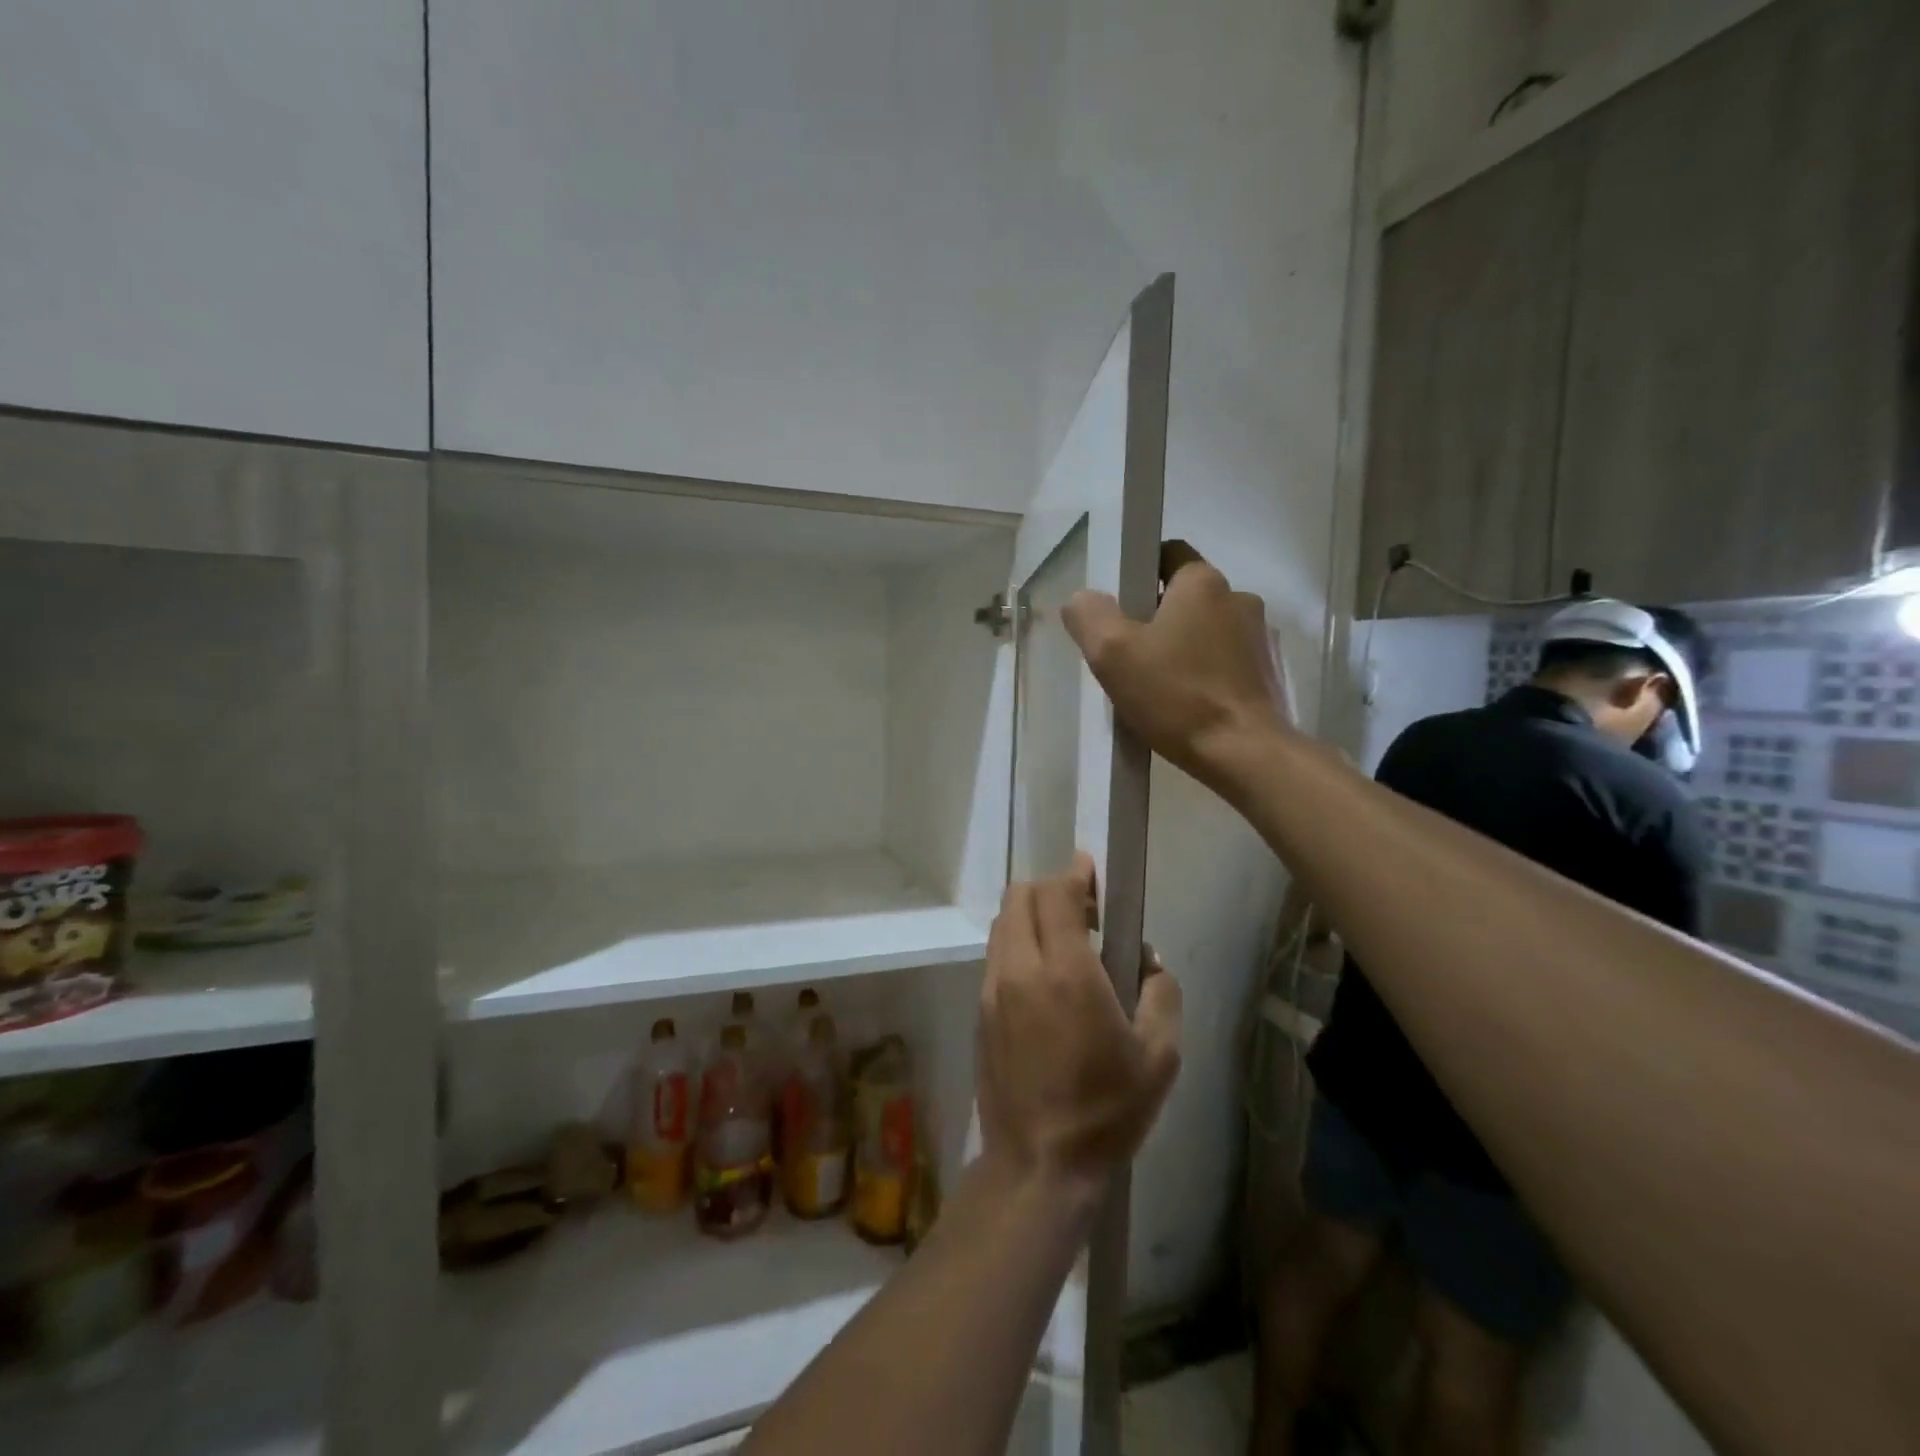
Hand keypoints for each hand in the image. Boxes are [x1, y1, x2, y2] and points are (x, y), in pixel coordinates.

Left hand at [976, 854, 1182, 1200]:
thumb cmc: (1106, 1110)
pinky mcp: (979, 1011)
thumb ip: (1160, 992)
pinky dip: (1017, 945)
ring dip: (1030, 916)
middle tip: (1083, 911)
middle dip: (1051, 890)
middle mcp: (1020, 968)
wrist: (1038, 1164)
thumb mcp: (1160, 1056)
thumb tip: (1146, 960)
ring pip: (1003, 924)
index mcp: (1066, 971)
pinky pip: (996, 955)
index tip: (1090, 870)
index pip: (1058, 893)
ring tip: (1063, 944)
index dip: (1075, 874)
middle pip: (1020, 897)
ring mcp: (992, 989)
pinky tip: (1042, 979)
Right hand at [1062, 541, 1291, 793]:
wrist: (1246, 754)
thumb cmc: (1177, 696)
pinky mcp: (1271, 673)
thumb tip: (1082, 600)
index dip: (1138, 577)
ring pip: (1207, 631)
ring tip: (1161, 689)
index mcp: (1203, 582)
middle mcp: (1240, 598)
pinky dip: (1207, 674)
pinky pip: (1227, 661)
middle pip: (1185, 597)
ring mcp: (1262, 637)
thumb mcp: (1113, 653)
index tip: (1120, 614)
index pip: (1166, 555)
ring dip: (1184, 649)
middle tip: (1131, 659)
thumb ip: (1089, 616)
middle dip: (1157, 620)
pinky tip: (1190, 706)